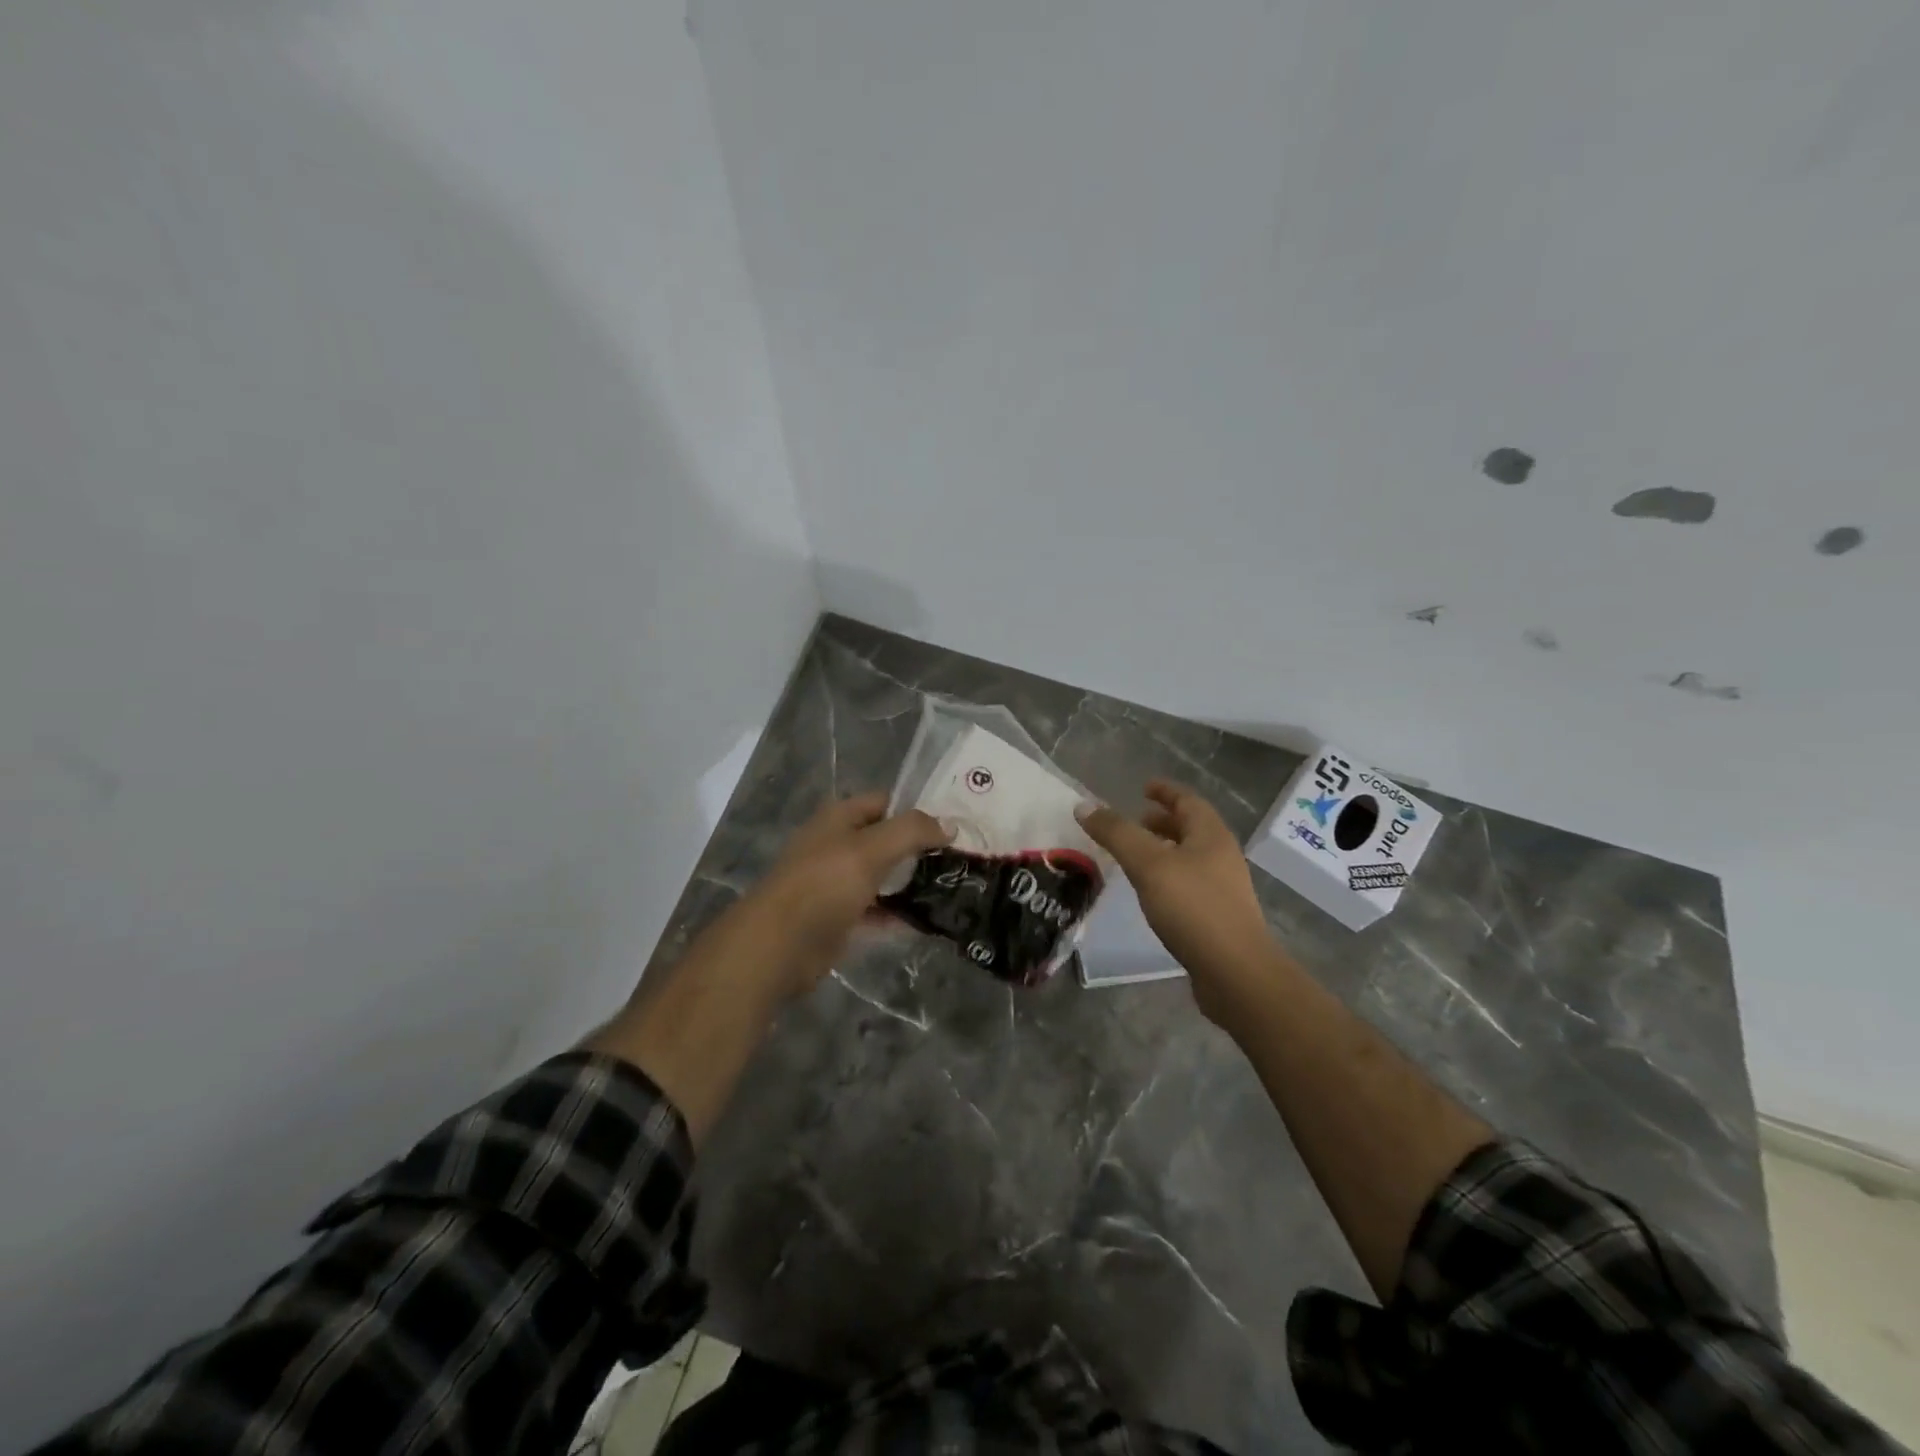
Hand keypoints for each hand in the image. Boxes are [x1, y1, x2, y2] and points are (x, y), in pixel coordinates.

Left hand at [588, 794, 946, 1142]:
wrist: (776, 947)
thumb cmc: (822, 885)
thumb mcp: (871, 849)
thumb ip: (912, 831)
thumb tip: (949, 825)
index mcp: (838, 819)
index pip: (886, 802)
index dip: (918, 809)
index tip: (955, 824)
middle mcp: (837, 846)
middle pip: (886, 840)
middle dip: (920, 849)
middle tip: (963, 859)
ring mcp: (836, 884)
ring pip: (883, 878)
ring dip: (913, 883)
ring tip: (955, 889)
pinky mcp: (839, 920)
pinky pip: (877, 912)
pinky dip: (899, 915)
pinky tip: (930, 921)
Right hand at [1078, 780, 1277, 1022]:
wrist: (1236, 974)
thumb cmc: (1194, 908)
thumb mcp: (1148, 865)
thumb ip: (1116, 834)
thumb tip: (1084, 806)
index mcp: (1211, 836)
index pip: (1188, 801)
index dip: (1165, 791)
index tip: (1143, 787)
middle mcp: (1221, 856)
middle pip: (1191, 828)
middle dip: (1162, 821)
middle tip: (1133, 822)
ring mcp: (1223, 888)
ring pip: (1190, 857)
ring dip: (1164, 850)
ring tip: (1135, 857)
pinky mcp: (1218, 917)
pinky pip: (1189, 884)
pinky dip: (1167, 877)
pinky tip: (1150, 893)